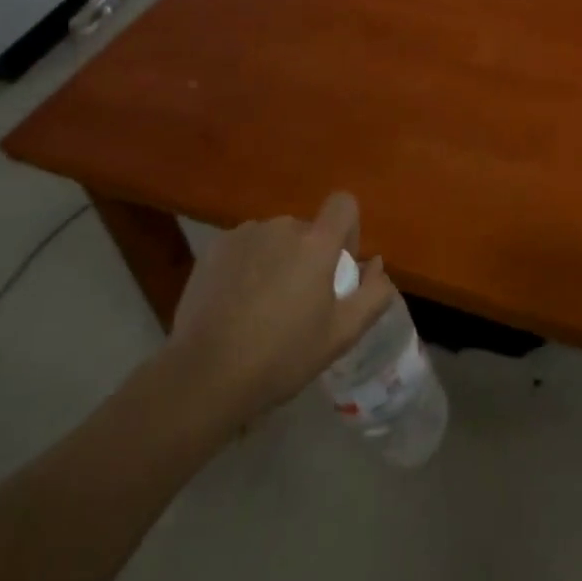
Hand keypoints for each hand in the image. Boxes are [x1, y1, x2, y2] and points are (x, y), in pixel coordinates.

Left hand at [161, 193, 396, 424]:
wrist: (204, 376)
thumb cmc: (281, 357)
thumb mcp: (341, 335)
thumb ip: (373, 294)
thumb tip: (377, 263)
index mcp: (316, 243)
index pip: (343, 204)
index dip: (348, 229)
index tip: (337, 267)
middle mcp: (282, 227)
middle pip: (307, 229)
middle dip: (308, 256)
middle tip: (296, 303)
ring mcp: (245, 234)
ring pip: (274, 239)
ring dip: (277, 260)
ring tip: (261, 307)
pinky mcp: (214, 248)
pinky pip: (244, 247)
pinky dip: (247, 267)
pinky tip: (234, 305)